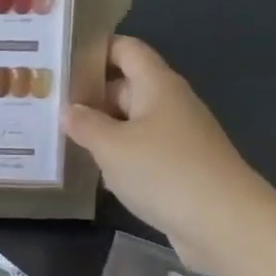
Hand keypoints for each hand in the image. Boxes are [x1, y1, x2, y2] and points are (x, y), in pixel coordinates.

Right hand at [64, 35, 263, 267]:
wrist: (228, 226)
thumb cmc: (165, 171)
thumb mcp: (111, 146)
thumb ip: (84, 124)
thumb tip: (68, 110)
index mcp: (157, 84)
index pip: (126, 49)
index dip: (95, 49)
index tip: (60, 59)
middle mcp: (169, 104)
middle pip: (125, 86)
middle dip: (89, 94)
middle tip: (47, 103)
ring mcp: (178, 137)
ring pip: (131, 122)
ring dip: (101, 129)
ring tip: (59, 135)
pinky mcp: (181, 169)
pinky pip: (142, 151)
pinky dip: (118, 157)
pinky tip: (92, 170)